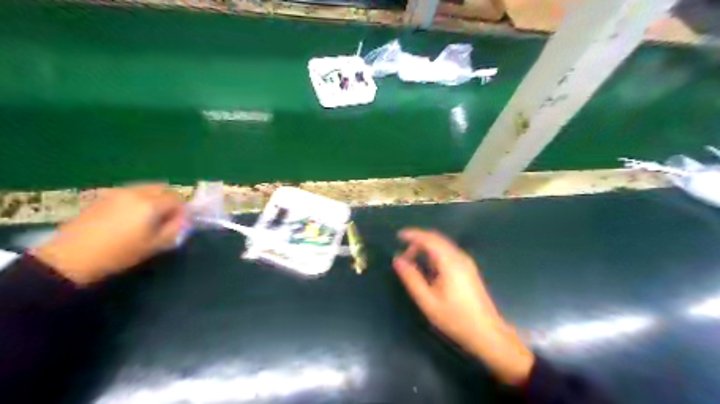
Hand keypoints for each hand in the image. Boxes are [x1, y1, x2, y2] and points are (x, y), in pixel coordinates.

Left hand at [34, 184, 183, 285]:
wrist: (71, 257)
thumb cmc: (119, 254)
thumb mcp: (155, 245)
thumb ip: (175, 229)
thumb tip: (184, 219)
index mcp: (151, 204)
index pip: (177, 199)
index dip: (182, 210)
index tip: (178, 224)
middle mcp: (136, 192)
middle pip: (162, 187)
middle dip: (169, 200)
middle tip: (166, 218)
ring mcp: (117, 192)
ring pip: (146, 188)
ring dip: (154, 198)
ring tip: (148, 217)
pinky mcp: (103, 196)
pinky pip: (130, 191)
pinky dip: (138, 199)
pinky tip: (130, 216)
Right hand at [394, 227, 533, 384]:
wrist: (487, 332)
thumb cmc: (455, 318)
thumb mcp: (427, 301)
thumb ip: (411, 278)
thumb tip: (397, 259)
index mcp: (449, 262)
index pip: (429, 239)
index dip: (412, 234)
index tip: (398, 236)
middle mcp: (459, 257)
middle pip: (436, 239)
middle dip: (418, 242)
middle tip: (403, 256)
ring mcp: (466, 262)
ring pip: (442, 245)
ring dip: (426, 248)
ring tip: (412, 261)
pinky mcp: (468, 269)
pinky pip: (448, 253)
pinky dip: (434, 254)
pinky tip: (428, 268)